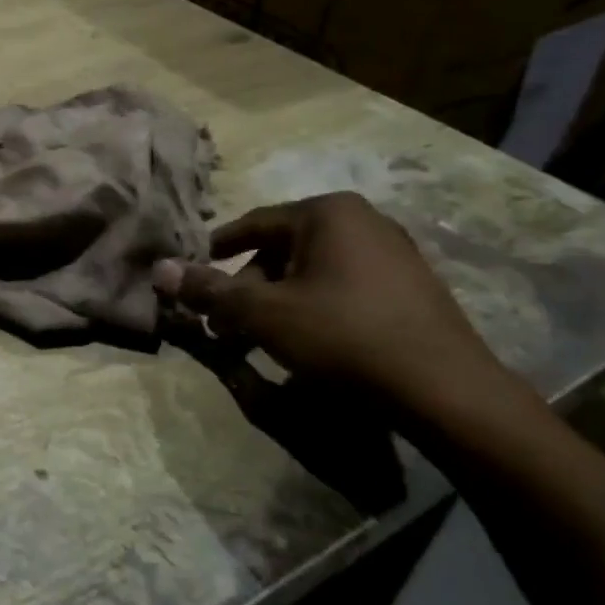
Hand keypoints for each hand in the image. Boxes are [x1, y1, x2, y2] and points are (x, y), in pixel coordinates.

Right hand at [154, 192, 505, 413]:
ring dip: (277, 302)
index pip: (254, 224)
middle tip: (224, 324)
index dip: (217, 250)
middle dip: (247, 287)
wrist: (446, 391)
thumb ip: (209, 290)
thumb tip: (158, 269)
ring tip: (259, 340)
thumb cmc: (344, 336)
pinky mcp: (412, 288)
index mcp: (328, 213)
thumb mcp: (264, 314)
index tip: (193, 272)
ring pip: (313, 272)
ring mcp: (394, 254)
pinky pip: (344, 287)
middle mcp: (363, 221)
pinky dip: (313, 308)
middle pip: (283, 250)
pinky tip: (306, 343)